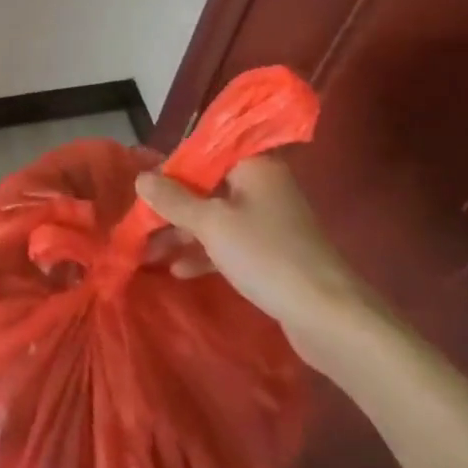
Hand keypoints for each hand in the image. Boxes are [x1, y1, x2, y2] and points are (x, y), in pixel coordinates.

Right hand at [135, 155, 371, 348]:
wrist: (328, 315)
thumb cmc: (266, 255)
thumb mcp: (211, 224)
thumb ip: (173, 200)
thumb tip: (141, 177)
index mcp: (254, 166)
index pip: (205, 152)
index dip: (173, 167)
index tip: (144, 187)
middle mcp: (262, 186)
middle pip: (208, 186)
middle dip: (172, 205)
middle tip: (140, 221)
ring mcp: (268, 221)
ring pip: (216, 217)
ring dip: (183, 232)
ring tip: (148, 251)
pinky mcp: (271, 253)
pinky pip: (229, 242)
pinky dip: (204, 252)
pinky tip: (178, 270)